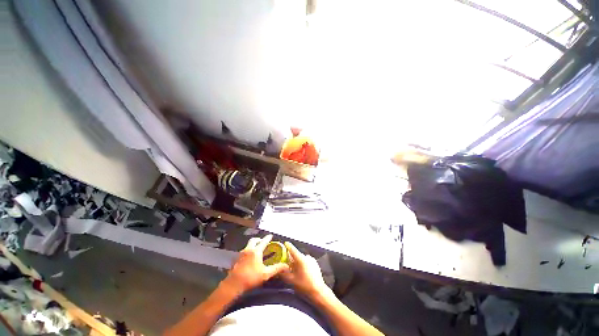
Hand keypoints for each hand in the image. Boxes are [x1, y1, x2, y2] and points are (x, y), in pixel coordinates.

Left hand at [222, 235, 288, 294]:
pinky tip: (250, 257)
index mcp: (256, 251)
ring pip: (248, 244)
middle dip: (259, 239)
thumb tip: (286, 265)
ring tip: (257, 248)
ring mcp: (241, 253)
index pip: (263, 241)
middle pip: (254, 240)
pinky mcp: (237, 258)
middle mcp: (248, 249)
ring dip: (253, 244)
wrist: (233, 284)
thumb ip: (276, 268)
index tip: (271, 236)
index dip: (268, 238)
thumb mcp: (266, 274)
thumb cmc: (251, 278)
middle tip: (263, 241)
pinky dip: (249, 250)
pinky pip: (245, 250)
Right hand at [281, 242, 330, 297]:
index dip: (288, 246)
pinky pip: (307, 261)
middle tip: (288, 266)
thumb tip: (279, 269)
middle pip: (297, 256)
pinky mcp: (315, 263)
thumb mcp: (291, 280)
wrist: (318, 291)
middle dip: (292, 260)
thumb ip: (284, 273)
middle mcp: (307, 257)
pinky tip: (303, 273)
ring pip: (302, 259)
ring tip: (296, 272)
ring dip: (298, 263)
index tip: (286, 243)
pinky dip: (303, 265)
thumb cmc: (304, 286)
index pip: (293, 250)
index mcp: (301, 259)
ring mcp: (312, 260)